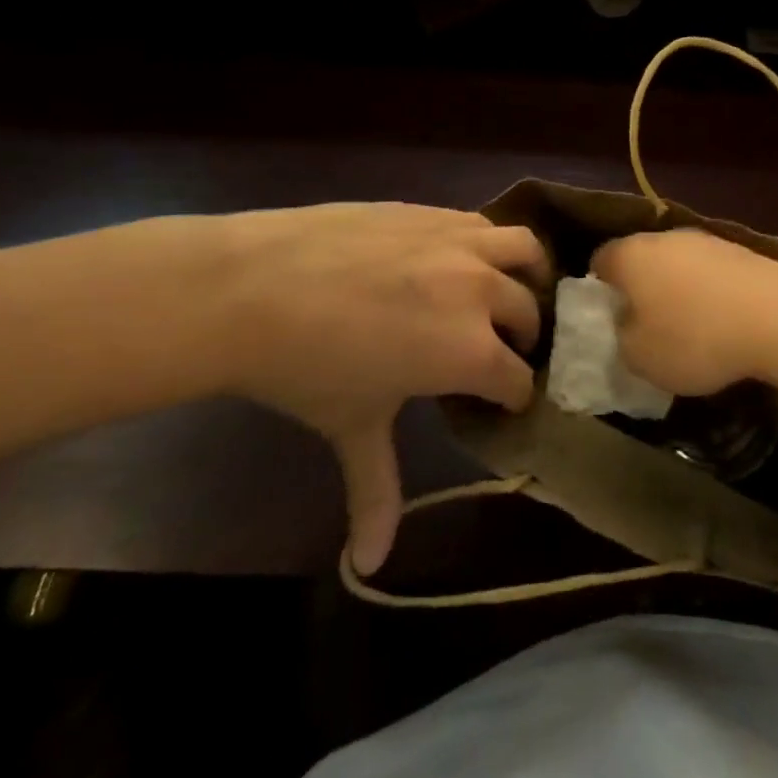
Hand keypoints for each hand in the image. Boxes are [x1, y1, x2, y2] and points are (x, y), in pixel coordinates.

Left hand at [213, 203, 549, 574]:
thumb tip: (370, 565)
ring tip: (508, 287)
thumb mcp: (351, 427)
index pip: (518, 380)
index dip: (512, 397)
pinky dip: (489, 244)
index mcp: (471, 351)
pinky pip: (484, 224)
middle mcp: (480, 291)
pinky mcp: (434, 212)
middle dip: (522, 339)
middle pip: (528, 315)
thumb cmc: (304, 368)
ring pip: (524, 251)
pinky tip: (462, 259)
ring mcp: (459, 243)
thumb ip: (375, 492)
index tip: (499, 402)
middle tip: (497, 350)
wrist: (249, 288)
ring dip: (527, 274)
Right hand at [590, 229, 777, 400]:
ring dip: (678, 291)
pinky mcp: (744, 251)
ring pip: (679, 264)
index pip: (600, 260)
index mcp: (631, 254)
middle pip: (642, 259)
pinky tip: (724, 323)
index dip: (598, 289)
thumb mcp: (640, 357)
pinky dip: (711, 294)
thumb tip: (628, 326)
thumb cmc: (695, 337)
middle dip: (640, 289)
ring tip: (690, 330)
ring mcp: (709, 240)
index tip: (607, 318)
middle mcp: (666, 237)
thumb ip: (621, 339)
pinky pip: (712, 273)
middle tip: (645, 327)